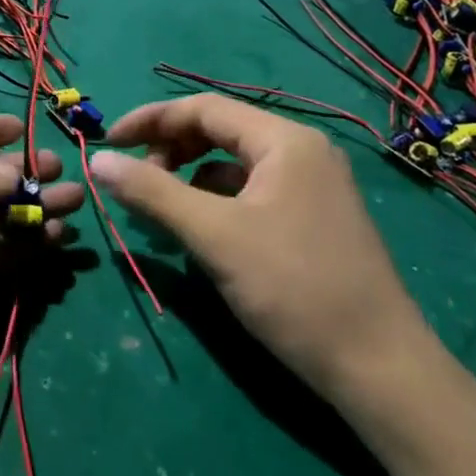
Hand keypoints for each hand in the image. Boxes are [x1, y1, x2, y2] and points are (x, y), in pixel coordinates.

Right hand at [88, 94, 433, 402]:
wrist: (378, 366)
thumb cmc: (293, 288)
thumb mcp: (213, 235)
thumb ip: (152, 192)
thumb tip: (98, 161)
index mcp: (285, 141)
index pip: (203, 108)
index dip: (150, 120)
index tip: (108, 143)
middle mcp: (301, 153)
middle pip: (219, 132)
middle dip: (169, 150)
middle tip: (134, 183)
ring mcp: (311, 187)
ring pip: (233, 165)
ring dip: (188, 178)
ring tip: (158, 212)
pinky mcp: (311, 219)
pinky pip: (250, 194)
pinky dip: (214, 202)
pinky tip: (197, 231)